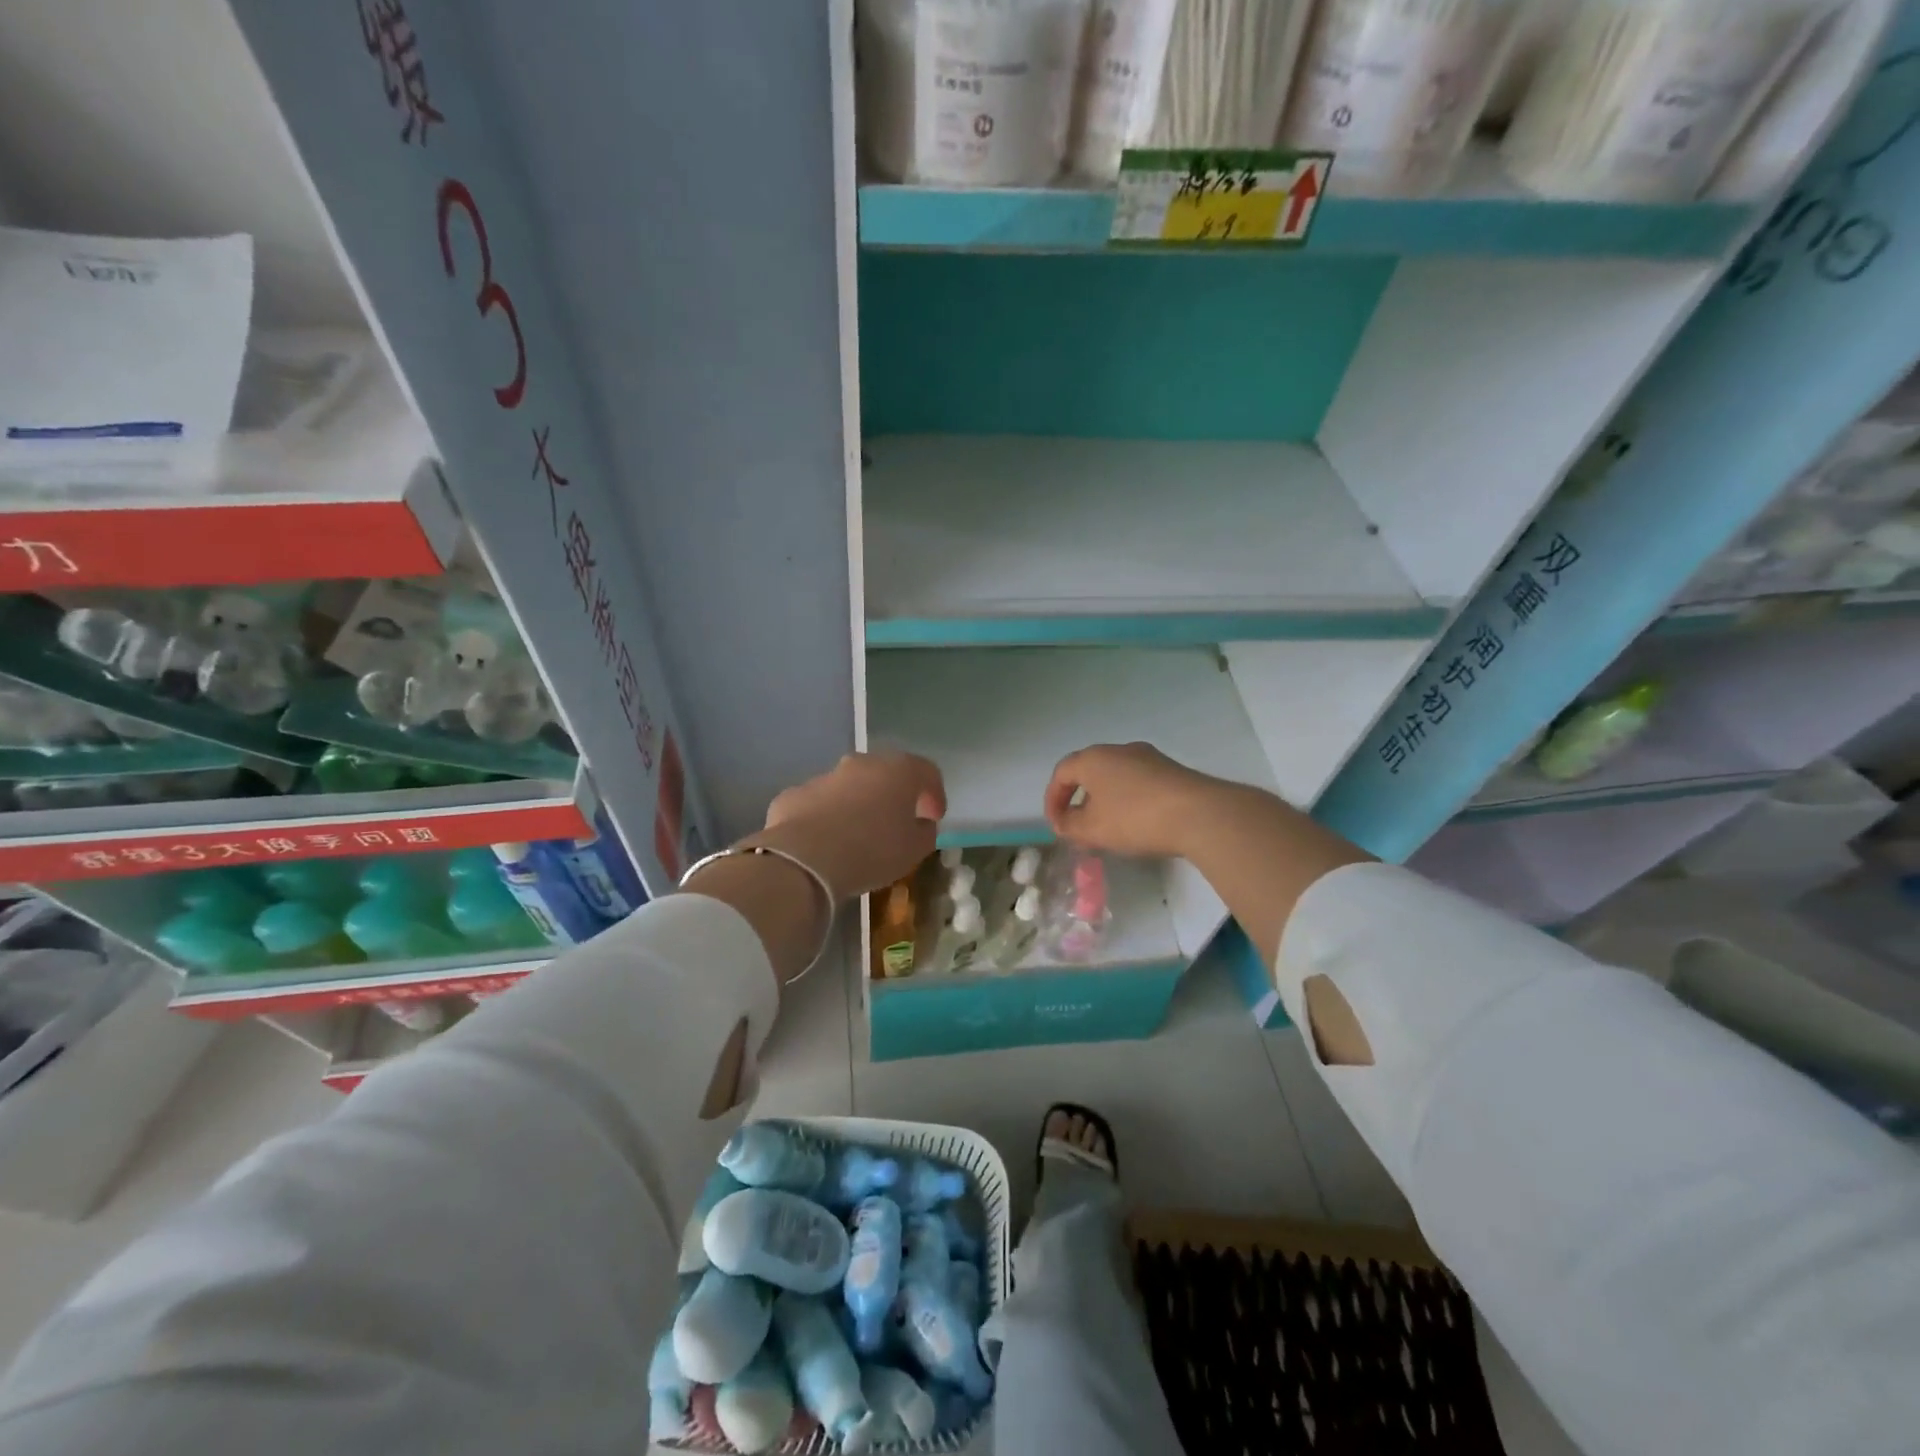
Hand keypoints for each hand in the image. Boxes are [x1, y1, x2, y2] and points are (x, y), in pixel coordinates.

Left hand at [754, 751, 944, 900]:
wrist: (805, 859)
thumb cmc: (872, 851)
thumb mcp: (914, 849)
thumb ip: (924, 832)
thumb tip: (921, 824)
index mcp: (898, 771)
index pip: (927, 772)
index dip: (934, 794)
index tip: (934, 818)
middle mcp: (861, 764)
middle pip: (885, 773)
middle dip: (893, 795)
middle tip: (897, 822)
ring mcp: (824, 777)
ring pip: (849, 787)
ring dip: (858, 805)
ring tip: (858, 837)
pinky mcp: (794, 795)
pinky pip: (819, 804)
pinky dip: (826, 817)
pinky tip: (825, 843)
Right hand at [1044, 743, 1224, 859]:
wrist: (1199, 814)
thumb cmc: (1135, 818)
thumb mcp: (1093, 829)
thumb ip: (1070, 826)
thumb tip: (1065, 822)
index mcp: (1093, 758)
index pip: (1062, 773)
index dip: (1053, 799)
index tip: (1056, 825)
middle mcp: (1119, 750)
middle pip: (1089, 772)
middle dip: (1079, 800)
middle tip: (1078, 828)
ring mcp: (1149, 758)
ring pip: (1115, 778)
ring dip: (1105, 802)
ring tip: (1107, 829)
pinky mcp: (1171, 771)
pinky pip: (1138, 784)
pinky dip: (1128, 801)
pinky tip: (1136, 824)